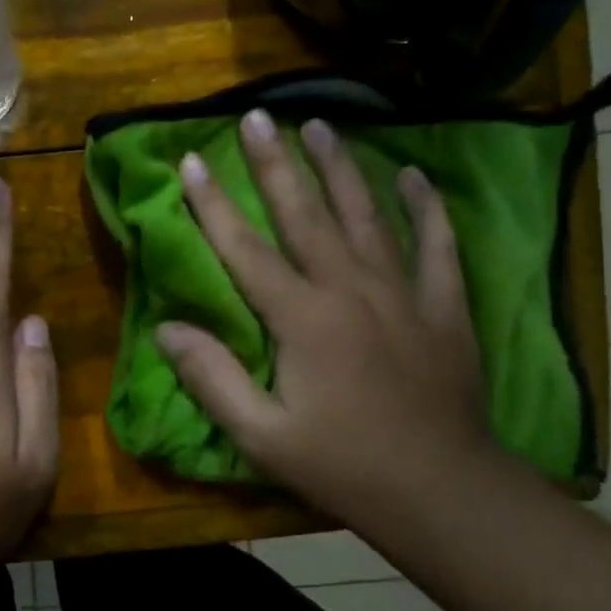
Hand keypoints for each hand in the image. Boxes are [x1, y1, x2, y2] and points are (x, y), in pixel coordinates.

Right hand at [155, 110, 501, 523]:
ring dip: (341, 168)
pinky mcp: (444, 307)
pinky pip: (436, 245)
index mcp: (302, 319)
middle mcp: (350, 290)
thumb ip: (211, 378)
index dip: (212, 204)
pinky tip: (413, 174)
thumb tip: (166, 328)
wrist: (443, 493)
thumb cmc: (343, 466)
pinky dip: (425, 207)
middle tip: (257, 116)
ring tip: (321, 125)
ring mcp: (403, 294)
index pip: (244, 249)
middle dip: (276, 163)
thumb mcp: (262, 436)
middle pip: (306, 214)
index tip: (190, 160)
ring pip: (367, 215)